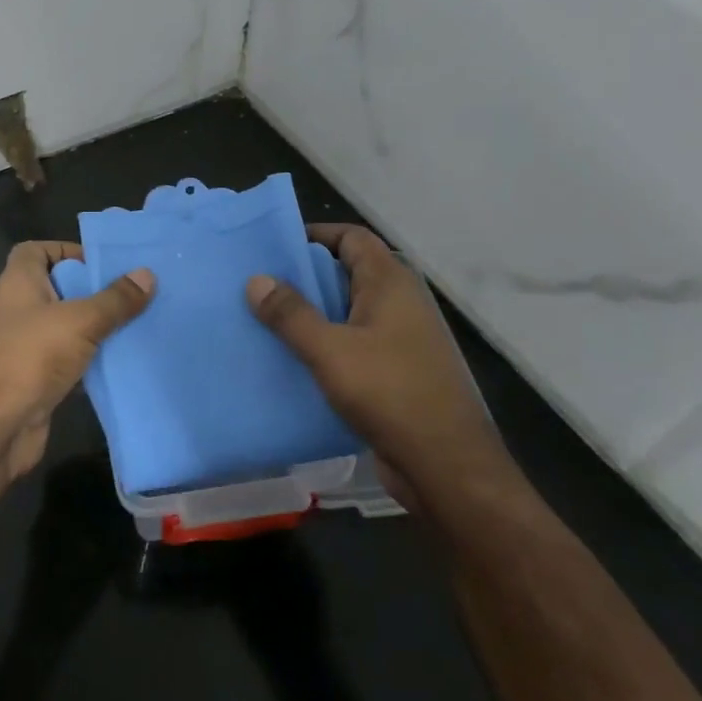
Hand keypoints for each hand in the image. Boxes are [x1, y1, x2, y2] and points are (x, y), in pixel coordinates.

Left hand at [0, 242, 153, 483]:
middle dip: (92, 292)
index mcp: (18, 284)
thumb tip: (147, 274)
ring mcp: (23, 348)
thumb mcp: (79, 321)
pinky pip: (67, 363)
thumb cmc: (29, 357)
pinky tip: (122, 364)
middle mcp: (17, 311)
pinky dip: (90, 363)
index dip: (65, 250)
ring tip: (138, 326)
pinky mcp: (34, 382)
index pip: (35, 251)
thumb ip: (114, 300)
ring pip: (65, 330)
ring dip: (95, 329)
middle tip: (133, 294)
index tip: (101, 262)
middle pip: (56, 290)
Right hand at [246, 224, 512, 508]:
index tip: (273, 248)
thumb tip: (256, 279)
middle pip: (348, 273)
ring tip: (265, 321)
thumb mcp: (330, 351)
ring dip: (312, 314)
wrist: (445, 465)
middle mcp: (400, 303)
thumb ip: (290, 314)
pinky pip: (355, 343)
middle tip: (259, 285)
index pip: (352, 237)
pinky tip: (293, 360)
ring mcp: (402, 338)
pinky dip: (326, 344)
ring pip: (349, 311)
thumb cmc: (389, 394)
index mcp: (391, 283)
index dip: (314, 235)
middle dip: (305, 276)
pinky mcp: (397, 371)